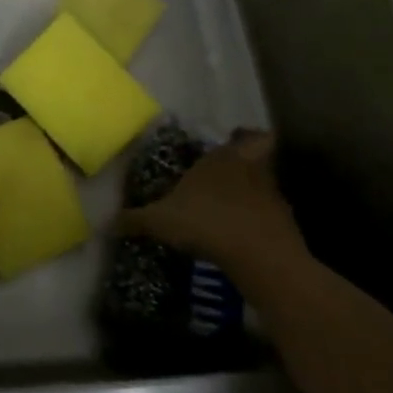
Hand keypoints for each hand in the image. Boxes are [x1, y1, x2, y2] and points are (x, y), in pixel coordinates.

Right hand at [120, 129, 310, 285]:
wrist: (260, 255)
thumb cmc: (206, 223)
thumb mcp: (160, 222)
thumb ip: (136, 220)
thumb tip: (107, 223)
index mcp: (220, 158)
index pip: (243, 137)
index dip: (240, 137)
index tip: (233, 139)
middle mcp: (250, 168)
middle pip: (262, 150)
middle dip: (252, 155)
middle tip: (236, 167)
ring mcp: (272, 195)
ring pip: (269, 181)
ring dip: (257, 189)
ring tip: (237, 206)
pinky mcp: (285, 223)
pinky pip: (273, 213)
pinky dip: (262, 219)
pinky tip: (246, 235)